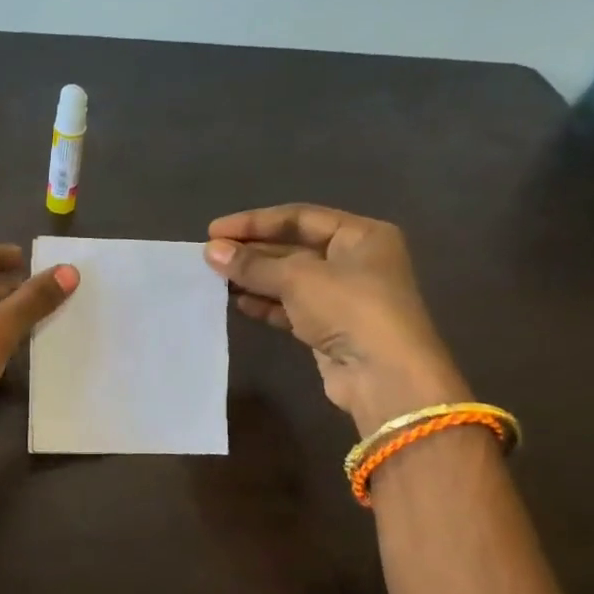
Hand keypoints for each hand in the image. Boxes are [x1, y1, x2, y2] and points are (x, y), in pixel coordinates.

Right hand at [204, 205, 467, 435]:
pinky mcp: (329, 328)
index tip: (214, 231)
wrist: (383, 375)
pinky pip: (290, 308)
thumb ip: (253, 264)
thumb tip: (211, 251)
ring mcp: (342, 297)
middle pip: (294, 248)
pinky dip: (265, 304)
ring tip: (215, 278)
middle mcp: (355, 261)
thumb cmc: (349, 308)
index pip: (299, 217)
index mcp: (361, 235)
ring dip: (254, 278)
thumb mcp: (298, 278)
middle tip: (210, 256)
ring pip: (289, 280)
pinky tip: (236, 302)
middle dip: (252, 251)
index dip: (255, 222)